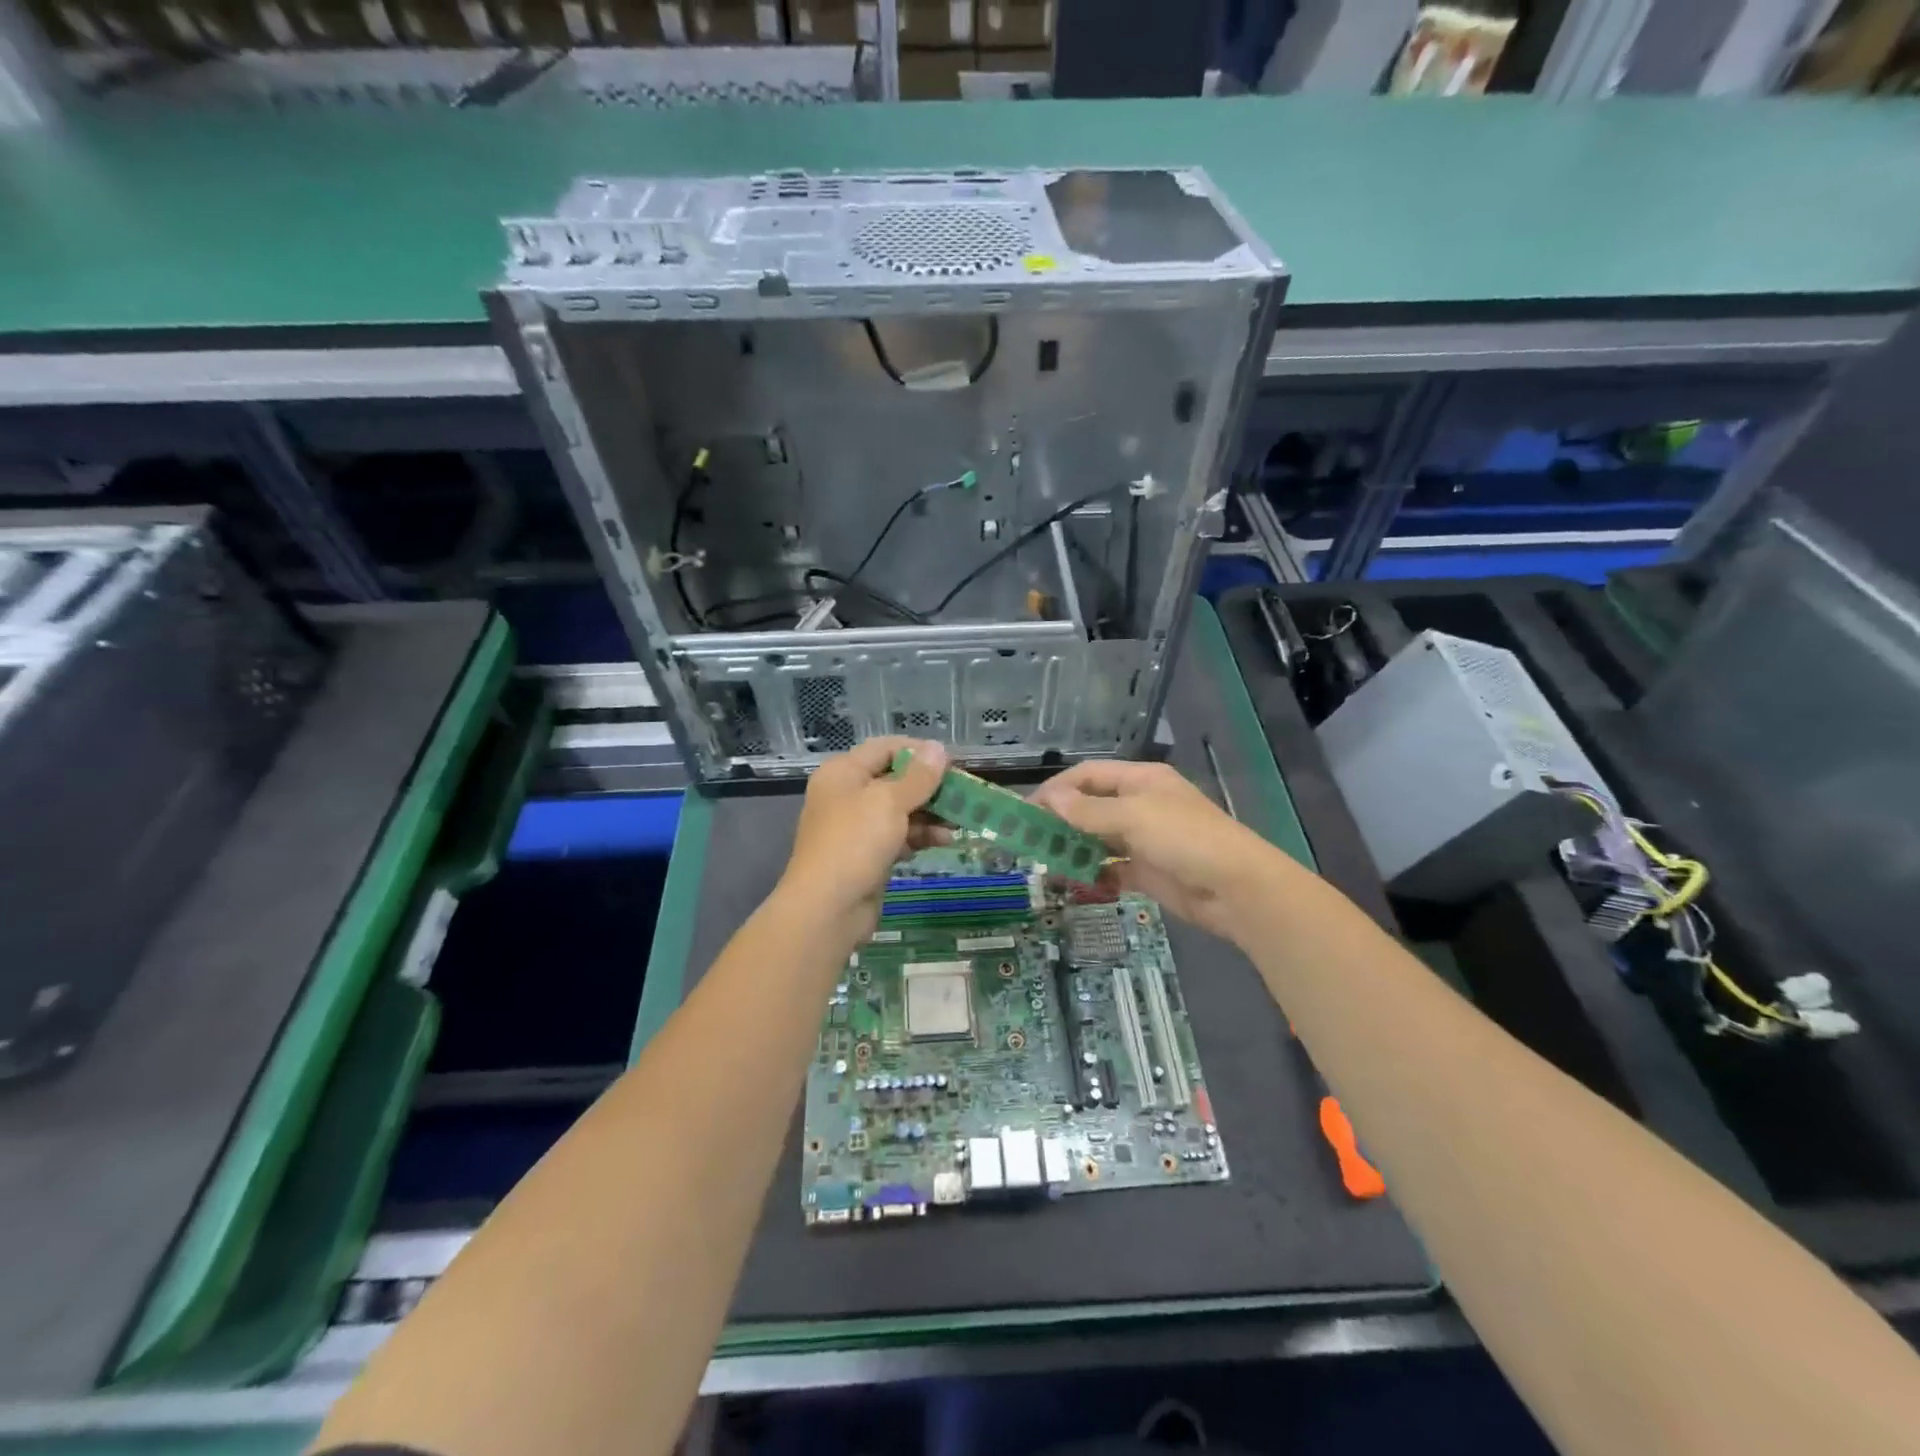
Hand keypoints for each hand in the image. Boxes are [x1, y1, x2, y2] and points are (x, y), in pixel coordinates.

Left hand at [777, 737, 948, 935]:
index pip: (885, 748)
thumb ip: (918, 776)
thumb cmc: (855, 843)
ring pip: (900, 811)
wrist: (828, 908)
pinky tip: (945, 841)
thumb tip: (938, 748)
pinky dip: (921, 836)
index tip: (952, 763)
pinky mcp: (868, 855)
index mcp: (843, 773)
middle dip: (930, 787)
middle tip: (964, 793)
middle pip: (895, 780)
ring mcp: (857, 828)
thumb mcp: (889, 802)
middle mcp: (847, 795)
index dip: (919, 751)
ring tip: (961, 820)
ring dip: (931, 814)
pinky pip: (899, 836)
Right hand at [1030, 759, 1293, 941]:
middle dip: (1060, 821)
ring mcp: (1144, 839)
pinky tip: (1073, 883)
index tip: (1026, 810)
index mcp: (1141, 780)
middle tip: (1028, 840)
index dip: (1057, 789)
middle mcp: (1140, 805)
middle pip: (1091, 807)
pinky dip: (1092, 873)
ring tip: (1044, 864)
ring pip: (1098, 839)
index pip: (1088, 776)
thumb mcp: (1133, 817)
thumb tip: (1050, 799)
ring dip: (1073, 849)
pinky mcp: (1147, 871)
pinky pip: (1111, 869)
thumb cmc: (1185, 838)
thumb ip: (1089, 811)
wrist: (1237, 889)